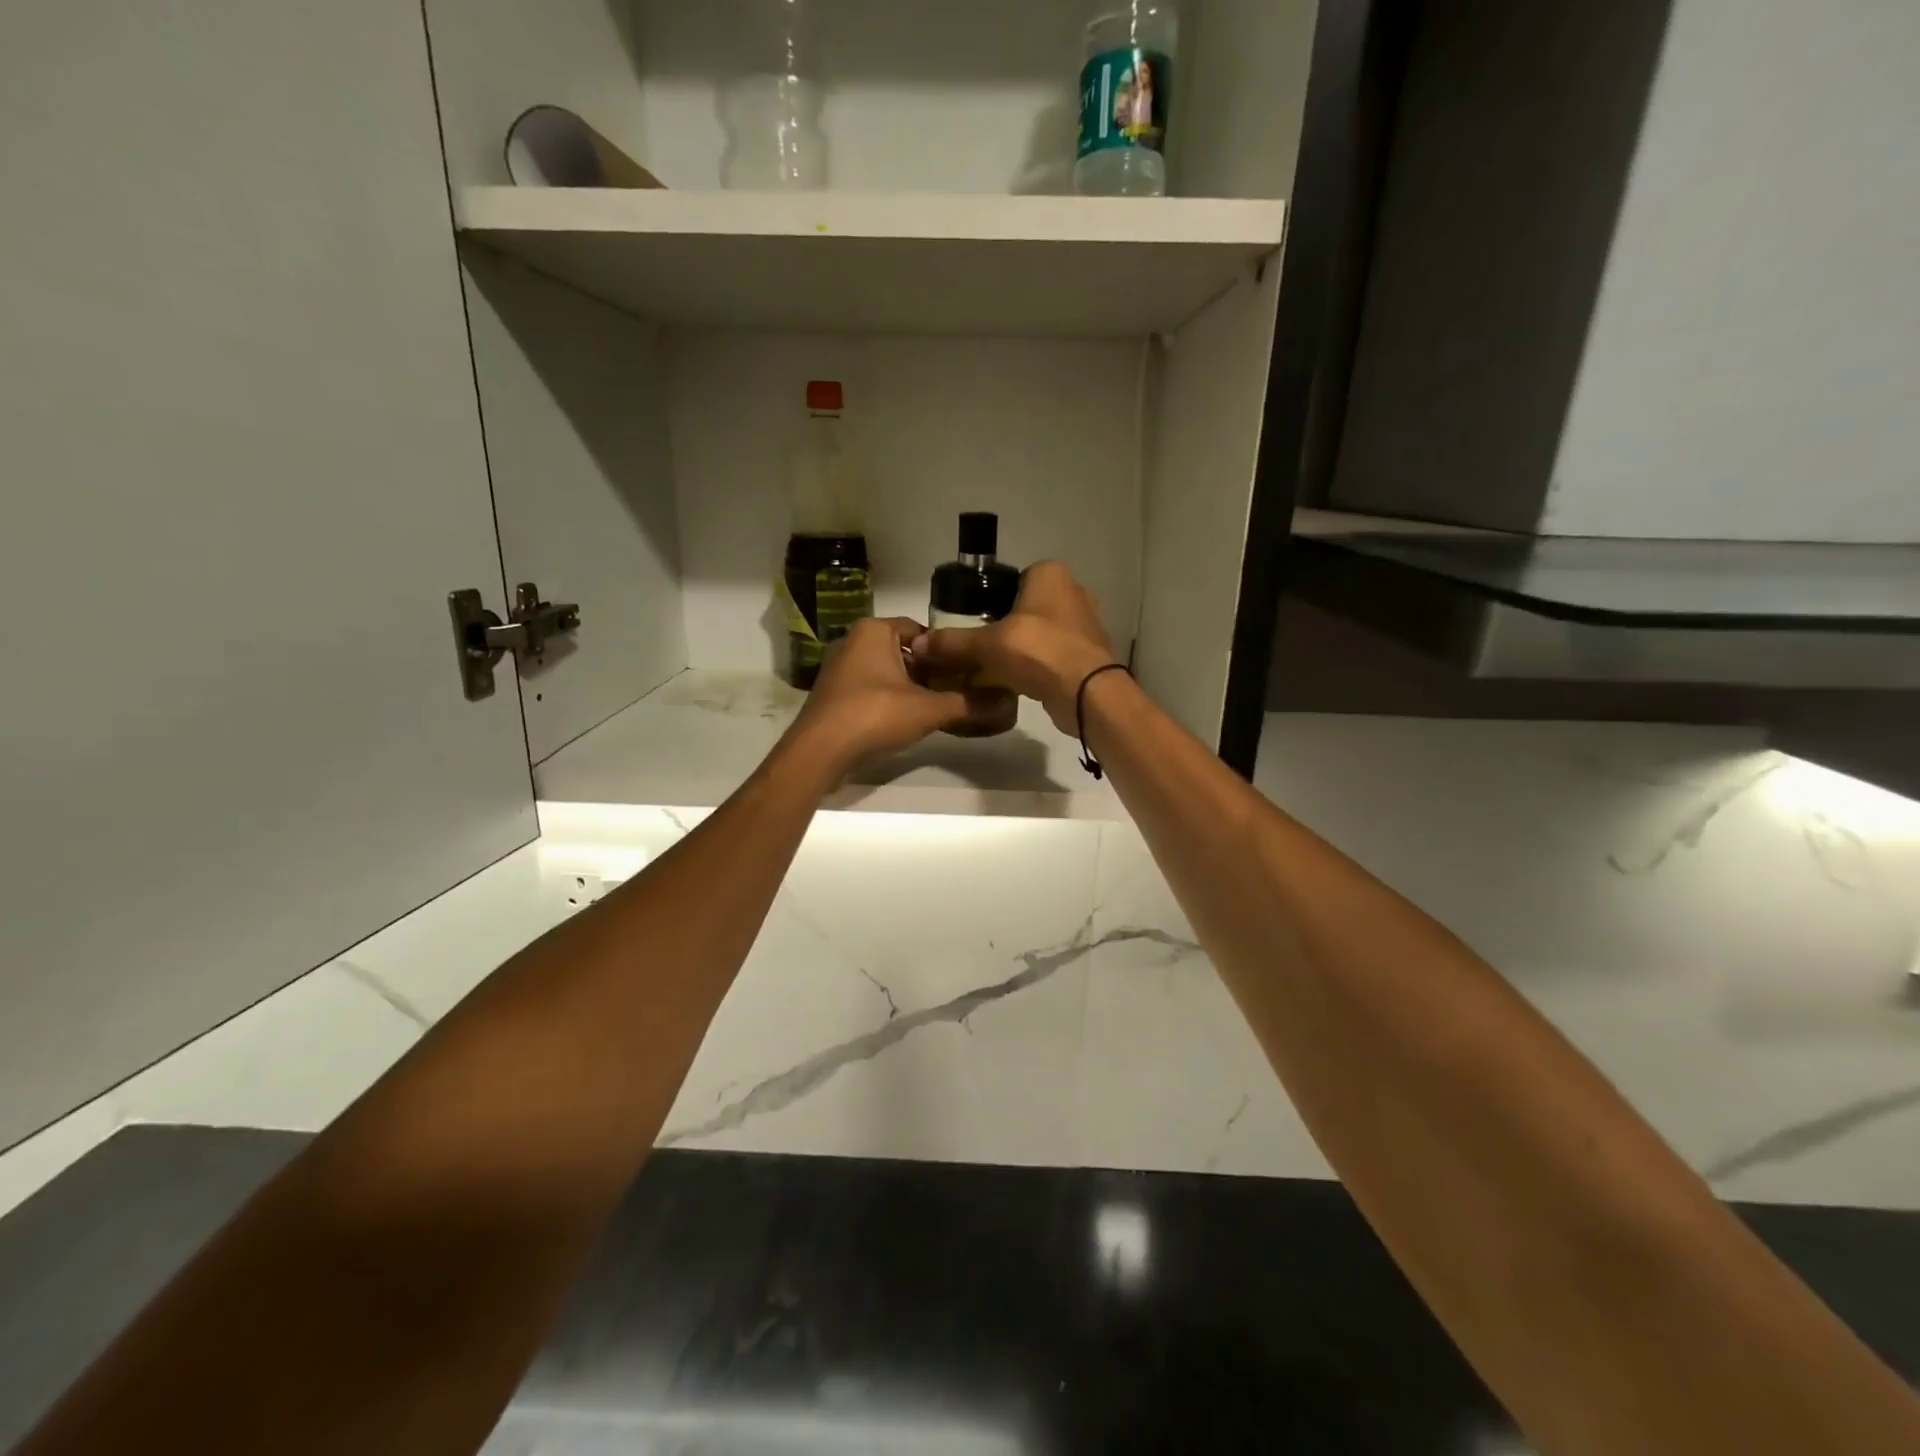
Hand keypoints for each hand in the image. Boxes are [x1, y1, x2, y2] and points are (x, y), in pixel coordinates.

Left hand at [788, 616, 979, 776]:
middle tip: (957, 691)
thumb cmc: (874, 715)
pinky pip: (870, 690)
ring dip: (910, 688)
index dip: (945, 650)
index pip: (920, 630)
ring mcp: (839, 669)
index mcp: (874, 631)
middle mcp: (853, 642)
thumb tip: (1006, 704)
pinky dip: (890, 701)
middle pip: (904, 652)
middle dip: (929, 671)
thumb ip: (967, 704)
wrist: (820, 752)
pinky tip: (907, 722)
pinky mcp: (833, 695)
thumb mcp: (928, 709)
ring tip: (938, 708)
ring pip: (886, 672)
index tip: (966, 670)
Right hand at [910, 561, 1120, 733]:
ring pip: (1037, 632)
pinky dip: (1033, 665)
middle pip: (1022, 607)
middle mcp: (1071, 592)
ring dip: (1017, 648)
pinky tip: (1014, 681)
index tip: (970, 623)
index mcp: (1050, 574)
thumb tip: (918, 645)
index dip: (986, 600)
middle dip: (1001, 627)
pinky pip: (1050, 654)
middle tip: (976, 648)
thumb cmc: (1040, 652)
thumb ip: (953, 642)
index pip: (1009, 580)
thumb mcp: (988, 644)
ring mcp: (1083, 624)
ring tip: (990, 667)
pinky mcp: (1086, 654)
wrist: (1087, 694)